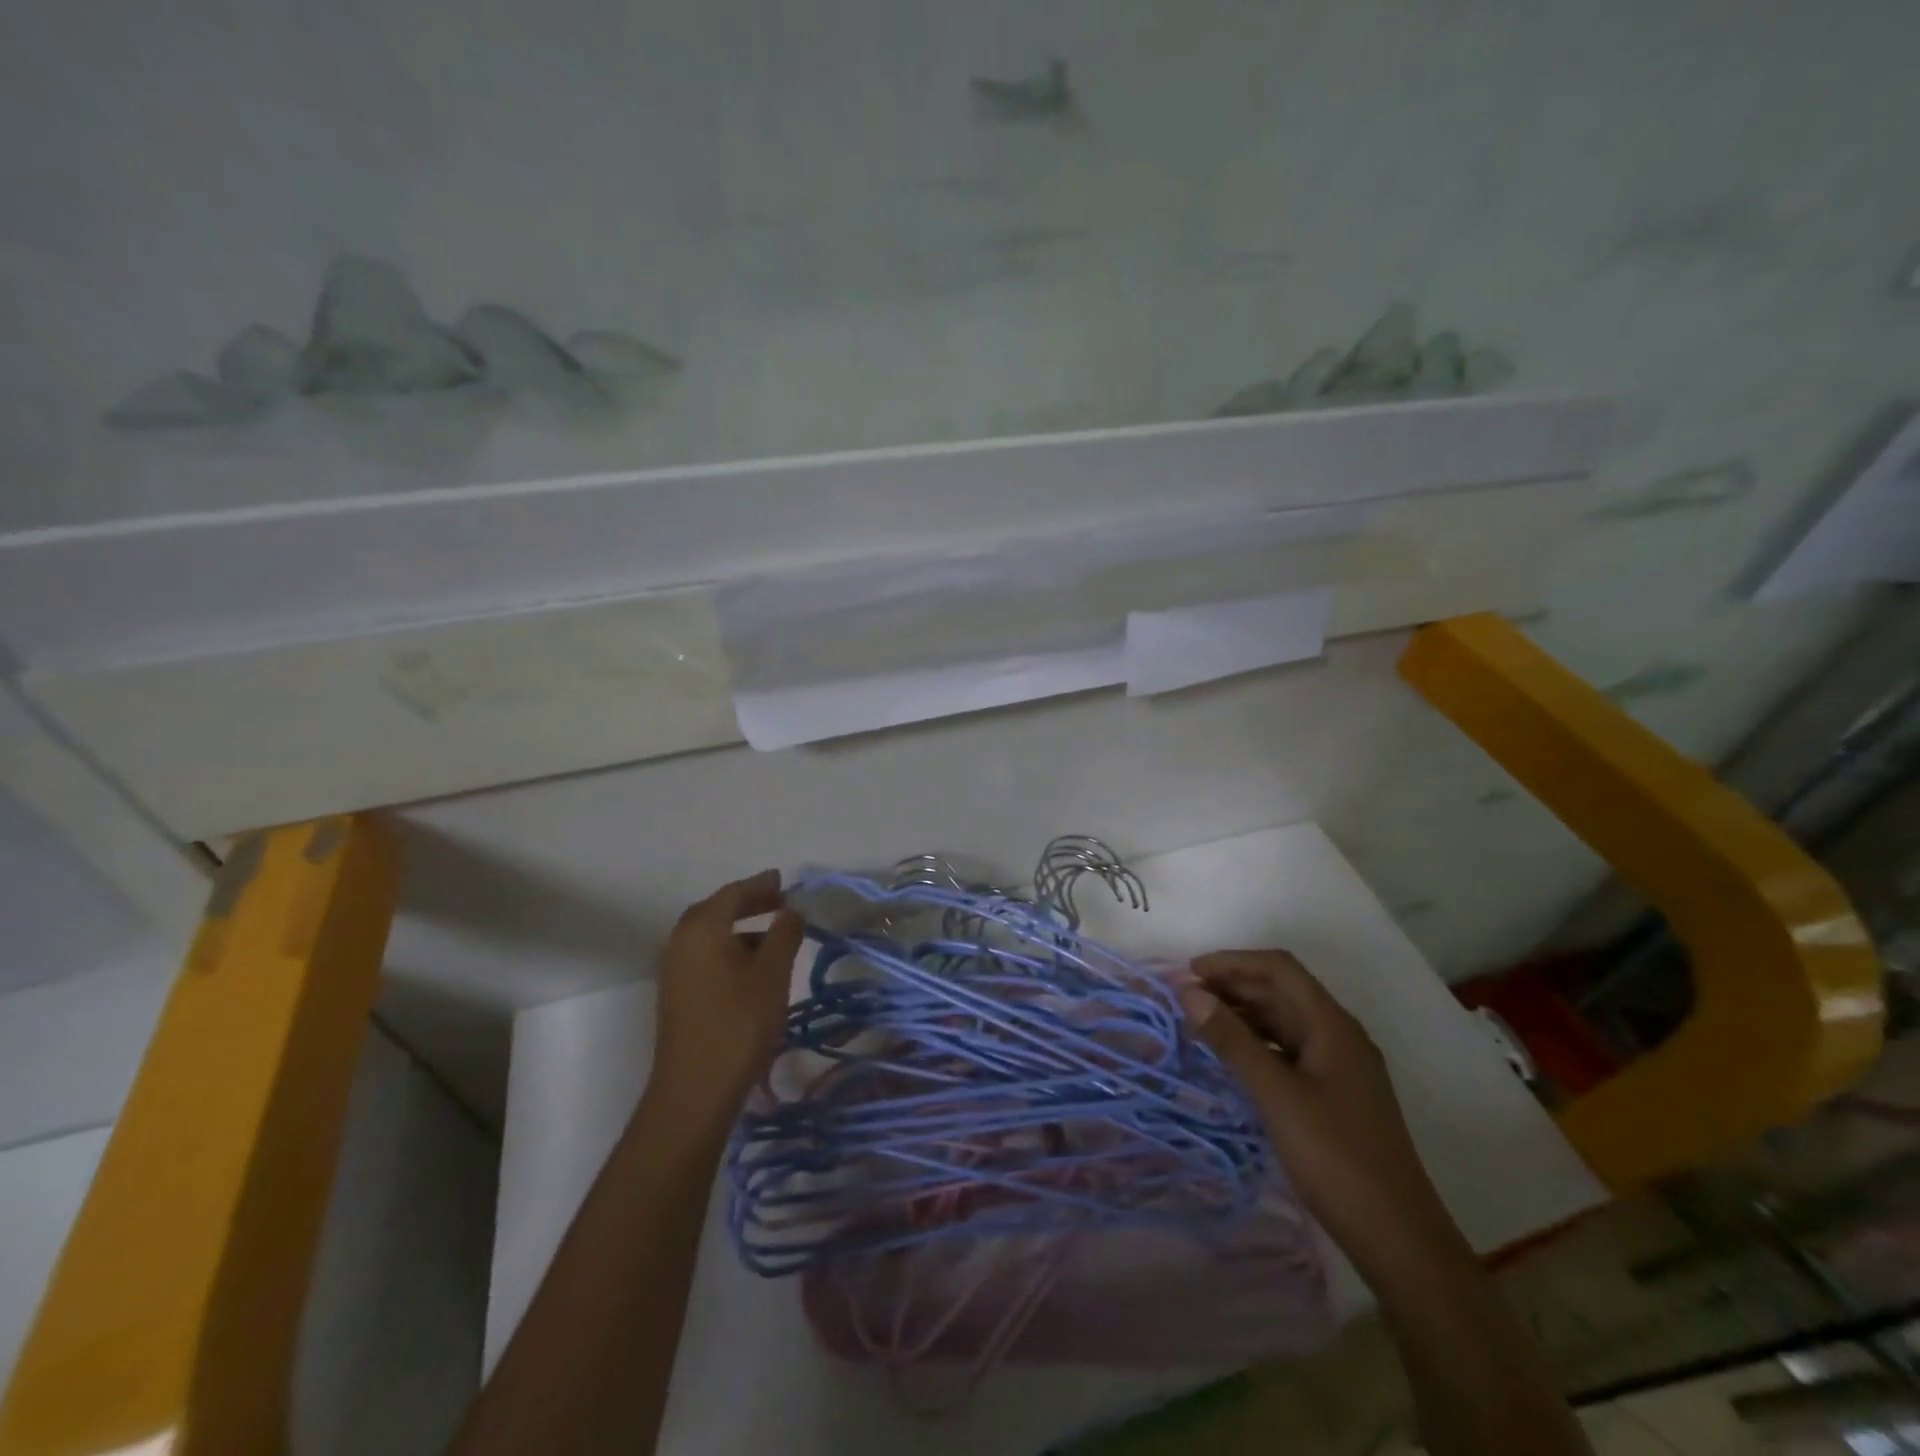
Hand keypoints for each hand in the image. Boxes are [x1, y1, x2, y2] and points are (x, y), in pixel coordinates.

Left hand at [647, 869, 805, 1129]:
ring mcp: (674, 970)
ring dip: (740, 927)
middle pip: (716, 910)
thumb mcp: (773, 974)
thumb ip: (785, 934)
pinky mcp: (677, 994)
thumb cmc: (738, 1023)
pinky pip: (705, 955)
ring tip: (773, 933)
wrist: (695, 1090)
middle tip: (779, 900)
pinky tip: (753, 967)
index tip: (783, 880)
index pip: (733, 893)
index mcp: (701, 929)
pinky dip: (729, 948)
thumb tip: (791, 910)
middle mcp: (681, 942)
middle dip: (749, 903)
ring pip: (710, 935)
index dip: (760, 884)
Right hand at [1181, 950, 1469, 1284]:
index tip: (1190, 972)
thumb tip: (1189, 992)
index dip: (1233, 962)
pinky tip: (1232, 1060)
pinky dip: (1258, 1045)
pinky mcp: (1336, 1094)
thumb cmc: (1335, 1157)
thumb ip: (1231, 1040)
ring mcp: (1340, 1067)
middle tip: (1186, 998)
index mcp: (1332, 1025)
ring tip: (1201, 1025)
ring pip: (1285, 1022)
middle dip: (1234, 987)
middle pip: (1282, 992)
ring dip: (1244, 1016)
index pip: (1280, 969)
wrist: (1397, 1238)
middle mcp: (1340, 1036)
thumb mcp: (1275, 1094)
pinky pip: (1290, 1051)